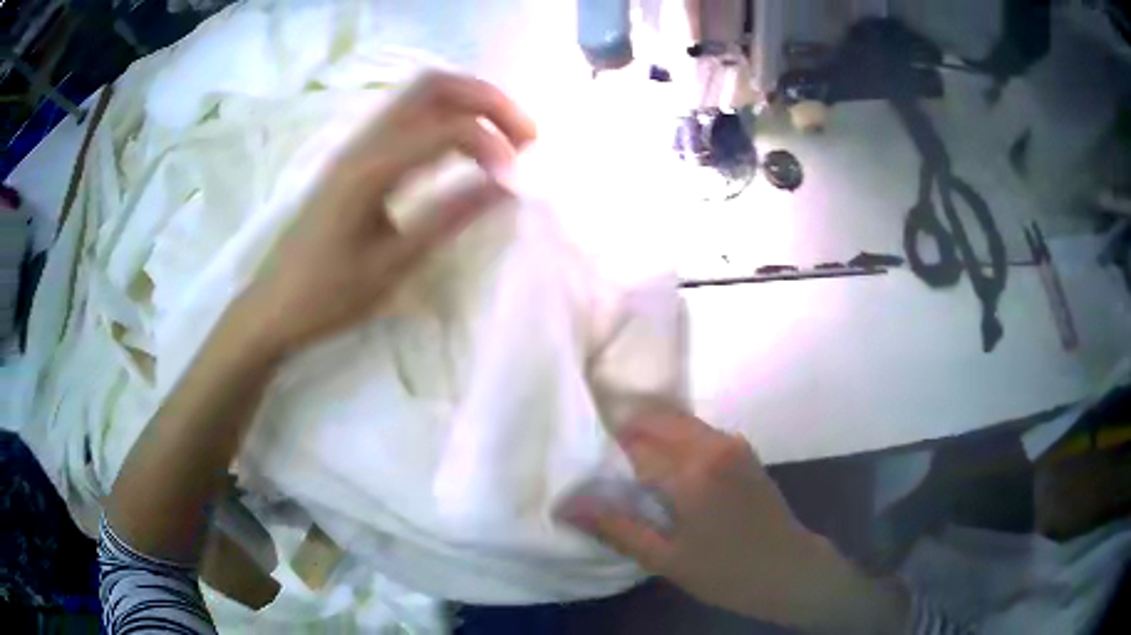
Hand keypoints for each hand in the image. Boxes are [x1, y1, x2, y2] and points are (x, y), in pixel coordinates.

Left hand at [242, 72, 535, 355]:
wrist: (272, 305)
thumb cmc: (327, 295)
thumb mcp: (391, 265)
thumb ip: (448, 217)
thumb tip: (504, 186)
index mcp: (371, 169)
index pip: (447, 128)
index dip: (492, 145)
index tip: (514, 181)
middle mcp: (364, 143)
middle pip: (435, 86)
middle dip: (488, 100)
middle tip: (524, 135)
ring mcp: (356, 145)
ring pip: (421, 94)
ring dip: (468, 103)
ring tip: (502, 138)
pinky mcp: (355, 157)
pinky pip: (407, 115)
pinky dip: (445, 117)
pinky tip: (460, 149)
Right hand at [560, 410, 909, 632]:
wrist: (790, 569)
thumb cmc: (726, 572)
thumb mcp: (665, 559)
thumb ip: (616, 528)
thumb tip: (567, 506)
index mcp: (692, 472)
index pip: (633, 444)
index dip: (603, 449)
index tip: (582, 458)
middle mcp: (713, 445)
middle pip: (656, 418)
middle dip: (624, 429)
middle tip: (599, 456)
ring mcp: (732, 443)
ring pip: (677, 421)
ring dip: (649, 432)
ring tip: (625, 461)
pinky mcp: (743, 449)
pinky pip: (697, 431)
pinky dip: (673, 438)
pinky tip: (662, 467)